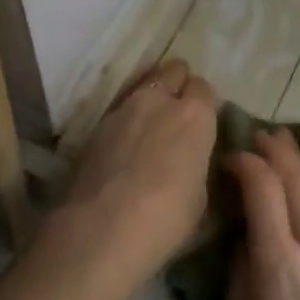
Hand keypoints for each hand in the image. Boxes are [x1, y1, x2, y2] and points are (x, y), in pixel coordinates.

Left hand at [53, 59, 217, 288]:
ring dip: (149, 100)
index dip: (203, 103)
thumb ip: (196, 162)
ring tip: (147, 129)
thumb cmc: (166, 218)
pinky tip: (123, 147)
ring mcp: (123, 109)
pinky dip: (125, 121)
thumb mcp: (200, 194)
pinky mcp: (95, 126)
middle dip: (177, 84)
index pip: (204, 87)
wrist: (101, 230)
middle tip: (177, 113)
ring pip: (142, 86)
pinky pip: (119, 111)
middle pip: (173, 70)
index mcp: (195, 114)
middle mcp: (159, 100)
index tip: (202, 123)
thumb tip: (189, 158)